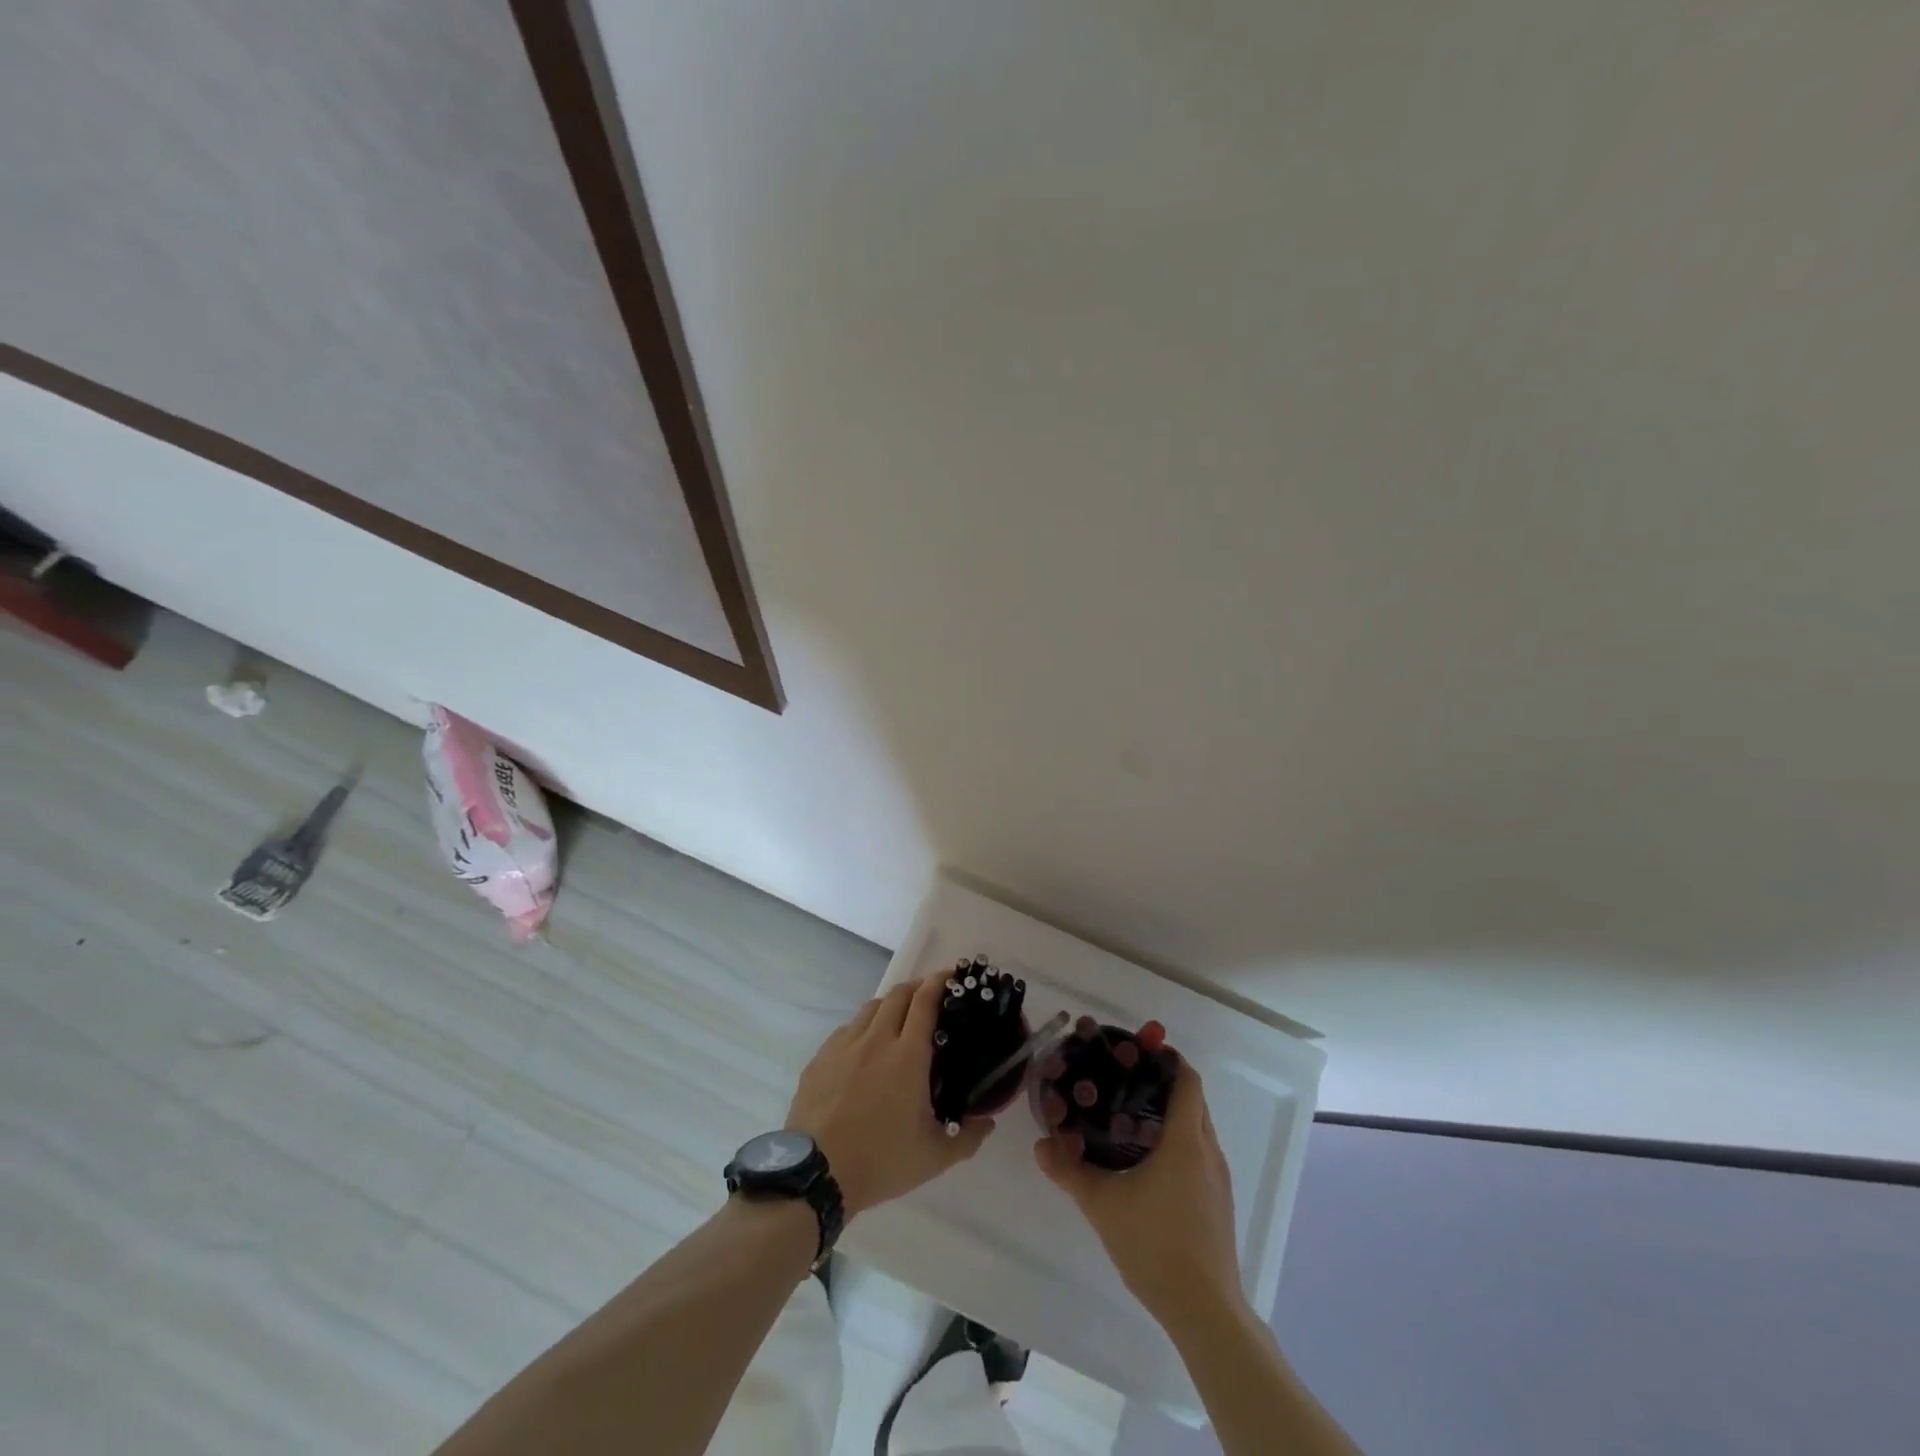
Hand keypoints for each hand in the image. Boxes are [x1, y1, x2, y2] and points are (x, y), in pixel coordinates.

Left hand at [786, 973, 992, 1216]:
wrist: (817, 1174)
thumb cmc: (881, 1160)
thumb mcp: (935, 1156)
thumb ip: (967, 1137)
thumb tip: (988, 1123)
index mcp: (908, 1055)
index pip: (925, 1002)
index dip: (939, 982)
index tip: (951, 975)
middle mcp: (877, 1039)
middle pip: (898, 994)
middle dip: (917, 987)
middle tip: (930, 996)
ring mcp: (844, 1045)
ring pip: (870, 1008)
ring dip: (890, 1005)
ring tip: (898, 1019)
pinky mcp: (821, 1058)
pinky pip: (847, 1030)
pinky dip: (862, 1028)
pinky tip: (864, 1049)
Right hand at [1034, 1051, 1244, 1329]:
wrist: (1205, 1310)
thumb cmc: (1156, 1246)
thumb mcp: (1103, 1205)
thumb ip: (1070, 1172)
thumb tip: (1040, 1145)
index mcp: (1185, 1140)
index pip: (1188, 1080)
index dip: (1168, 1059)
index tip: (1139, 1050)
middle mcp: (1207, 1151)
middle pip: (1193, 1099)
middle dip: (1164, 1083)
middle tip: (1124, 1079)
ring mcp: (1217, 1178)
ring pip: (1198, 1127)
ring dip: (1171, 1113)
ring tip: (1129, 1116)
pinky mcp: (1218, 1200)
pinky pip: (1200, 1152)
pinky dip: (1178, 1140)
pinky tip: (1148, 1161)